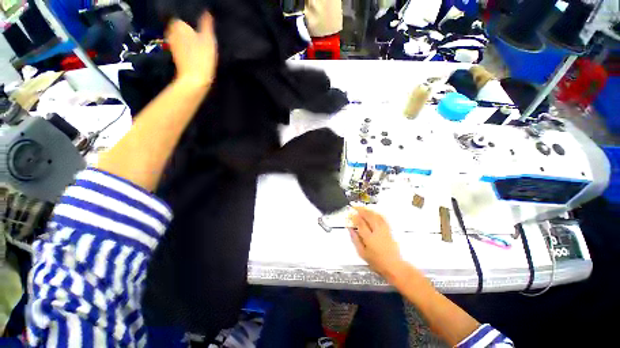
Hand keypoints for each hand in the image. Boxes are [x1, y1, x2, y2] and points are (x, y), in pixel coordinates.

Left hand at [166, 12, 217, 88]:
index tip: (199, 28)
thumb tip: (207, 11)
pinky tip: (193, 52)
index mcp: (178, 25)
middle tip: (199, 35)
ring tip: (197, 44)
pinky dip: (185, 47)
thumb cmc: (202, 57)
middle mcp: (171, 32)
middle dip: (187, 29)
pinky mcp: (174, 56)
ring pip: (179, 37)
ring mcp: (171, 45)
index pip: (182, 17)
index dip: (191, 22)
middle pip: (180, 27)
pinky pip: (180, 46)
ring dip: (186, 39)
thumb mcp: (208, 39)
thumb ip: (207, 24)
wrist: (194, 79)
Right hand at [348, 207, 405, 279]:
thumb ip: (355, 240)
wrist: (394, 266)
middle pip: (369, 217)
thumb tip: (350, 229)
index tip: (350, 214)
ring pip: (375, 216)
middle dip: (361, 210)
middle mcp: (377, 232)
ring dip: (368, 210)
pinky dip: (376, 213)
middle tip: (355, 207)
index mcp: (369, 238)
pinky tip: (373, 212)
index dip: (355, 217)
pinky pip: (382, 218)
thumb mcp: (362, 253)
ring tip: (362, 208)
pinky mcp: (389, 230)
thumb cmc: (377, 262)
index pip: (361, 223)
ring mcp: (384, 230)